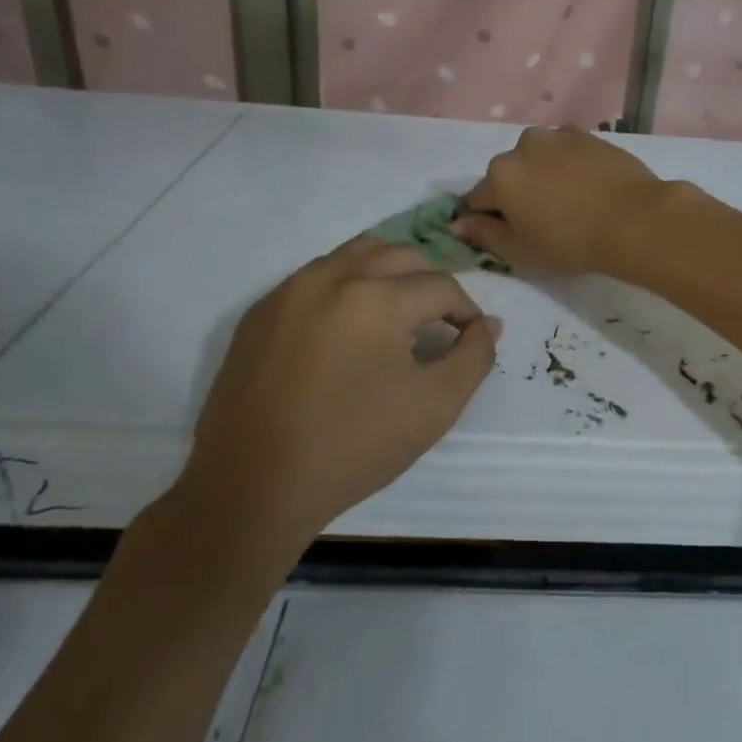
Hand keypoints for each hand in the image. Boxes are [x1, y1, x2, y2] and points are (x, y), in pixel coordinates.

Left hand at [175, 237, 496, 574]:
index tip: (471, 337)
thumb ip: (474, 357)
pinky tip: (349, 328)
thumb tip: (488, 325)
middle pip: (400, 256)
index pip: (441, 286)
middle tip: (441, 321)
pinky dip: (346, 286)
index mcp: (376, 297)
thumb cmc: (354, 446)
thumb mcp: (435, 407)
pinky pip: (315, 277)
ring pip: (355, 255)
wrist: (253, 487)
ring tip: (399, 313)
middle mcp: (331, 277)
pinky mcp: (260, 312)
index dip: (466, 310)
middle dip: (431, 283)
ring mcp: (289, 290)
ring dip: (389, 273)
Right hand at [456, 126, 674, 277]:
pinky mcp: (590, 136)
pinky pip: (568, 154)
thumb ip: (484, 234)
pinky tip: (589, 189)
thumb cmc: (570, 242)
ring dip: (544, 177)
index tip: (510, 236)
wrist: (635, 219)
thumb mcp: (519, 251)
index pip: (477, 199)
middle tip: (544, 222)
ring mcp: (560, 136)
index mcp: (500, 174)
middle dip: (517, 194)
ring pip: (539, 160)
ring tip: (570, 204)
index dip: (488, 220)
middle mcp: (524, 145)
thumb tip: (458, 223)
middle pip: (509, 174)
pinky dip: (570, 168)